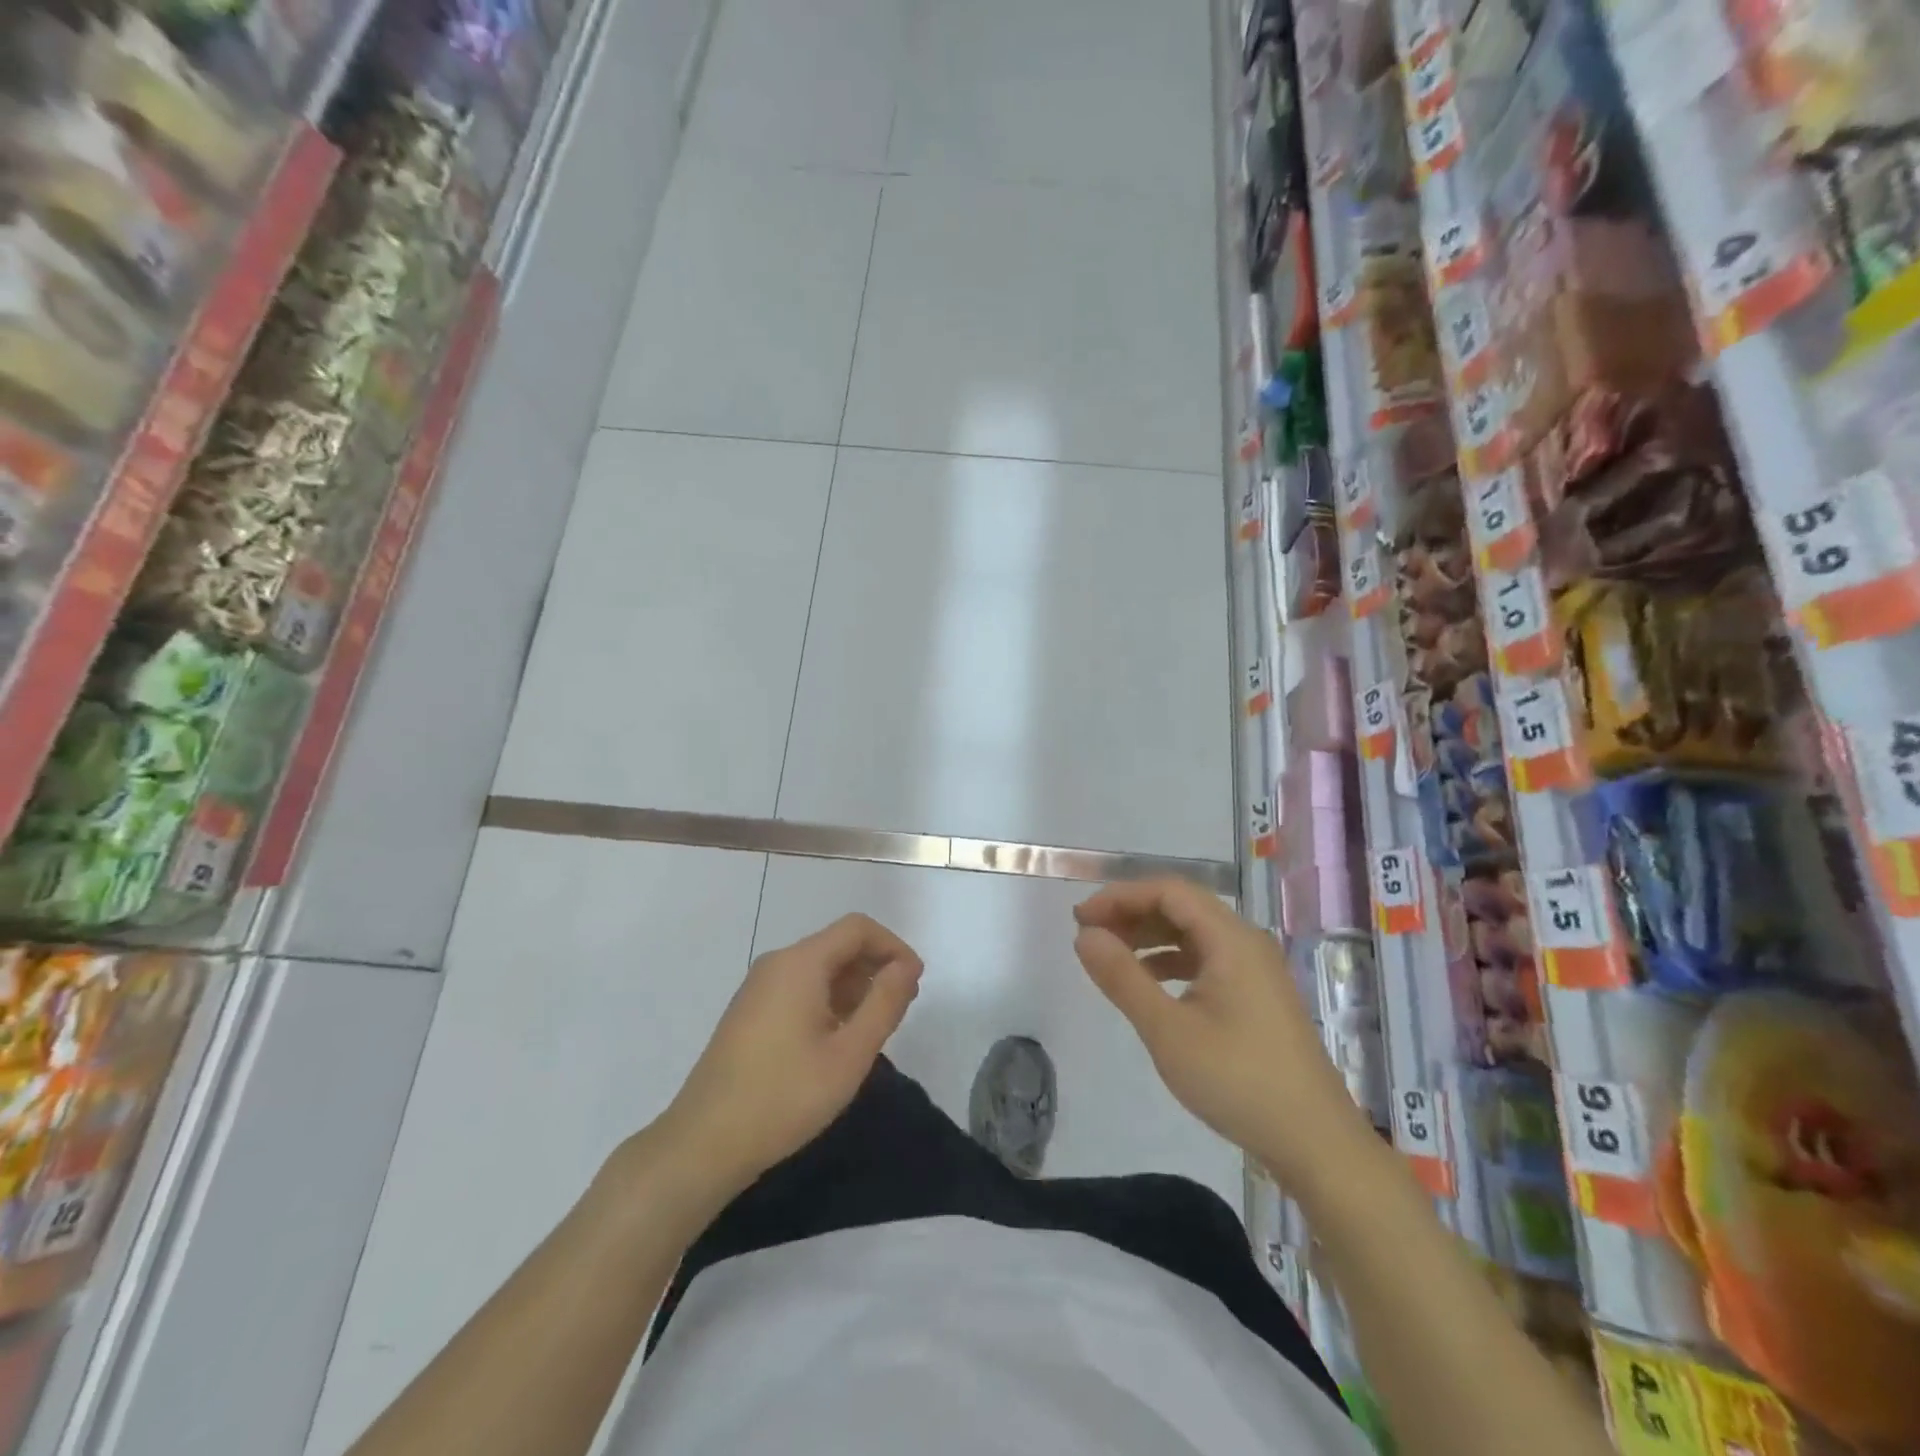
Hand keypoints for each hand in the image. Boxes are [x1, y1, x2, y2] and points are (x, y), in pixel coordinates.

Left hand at [662, 914, 923, 1194]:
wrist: (704, 1143)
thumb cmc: (785, 1096)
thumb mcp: (850, 1054)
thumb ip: (884, 1003)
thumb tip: (906, 966)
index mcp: (800, 963)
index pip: (858, 928)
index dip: (894, 946)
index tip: (915, 983)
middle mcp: (778, 963)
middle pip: (838, 945)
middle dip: (876, 966)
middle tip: (901, 1008)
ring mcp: (759, 987)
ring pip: (820, 968)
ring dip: (854, 986)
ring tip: (874, 1027)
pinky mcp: (750, 1011)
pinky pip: (800, 987)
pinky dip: (829, 999)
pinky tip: (838, 1039)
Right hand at [1073, 878, 1374, 1187]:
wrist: (1315, 1143)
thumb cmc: (1238, 1081)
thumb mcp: (1167, 1030)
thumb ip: (1123, 977)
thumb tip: (1085, 935)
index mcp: (1231, 939)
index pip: (1168, 891)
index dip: (1121, 896)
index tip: (1081, 919)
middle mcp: (1246, 942)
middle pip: (1182, 907)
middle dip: (1132, 913)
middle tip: (1089, 935)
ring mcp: (1255, 969)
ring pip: (1193, 933)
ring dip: (1150, 937)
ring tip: (1110, 957)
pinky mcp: (1257, 995)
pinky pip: (1206, 959)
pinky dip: (1171, 961)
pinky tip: (1148, 984)